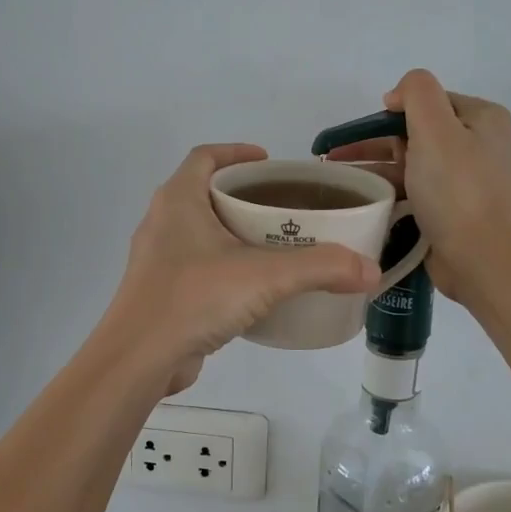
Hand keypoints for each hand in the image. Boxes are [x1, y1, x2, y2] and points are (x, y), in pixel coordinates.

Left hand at [105, 144, 381, 394]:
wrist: (139, 359)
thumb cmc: (194, 298)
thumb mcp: (265, 277)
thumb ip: (321, 268)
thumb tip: (371, 269)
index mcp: (178, 200)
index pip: (205, 157)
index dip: (236, 152)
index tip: (268, 161)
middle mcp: (162, 223)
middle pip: (204, 193)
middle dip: (243, 196)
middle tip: (284, 208)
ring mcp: (158, 260)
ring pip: (200, 232)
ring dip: (233, 233)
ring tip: (275, 246)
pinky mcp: (161, 293)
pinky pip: (197, 266)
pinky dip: (225, 267)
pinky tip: (253, 288)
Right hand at [327, 70, 510, 302]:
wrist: (480, 258)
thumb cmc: (456, 190)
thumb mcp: (436, 127)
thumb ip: (416, 93)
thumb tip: (396, 97)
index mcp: (482, 118)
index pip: (428, 100)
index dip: (391, 111)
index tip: (358, 133)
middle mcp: (478, 143)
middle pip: (416, 130)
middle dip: (374, 141)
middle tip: (335, 156)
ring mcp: (466, 178)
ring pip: (411, 161)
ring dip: (375, 166)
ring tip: (337, 179)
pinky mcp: (452, 207)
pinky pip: (414, 188)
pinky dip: (389, 188)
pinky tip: (362, 197)